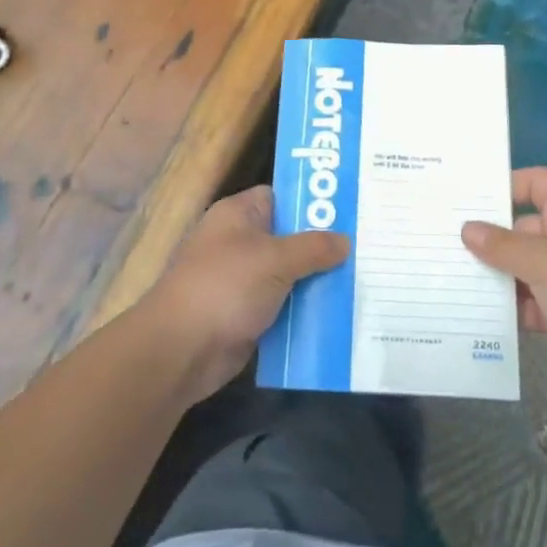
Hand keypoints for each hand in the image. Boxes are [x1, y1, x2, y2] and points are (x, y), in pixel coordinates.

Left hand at [141, 185, 348, 402]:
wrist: (181, 350)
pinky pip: (283, 306)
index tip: (351, 210)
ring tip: (362, 280)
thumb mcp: (276, 259)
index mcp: (239, 214)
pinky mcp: (246, 315)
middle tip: (365, 248)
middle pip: (289, 237)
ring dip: (317, 282)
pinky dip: (304, 311)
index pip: (282, 197)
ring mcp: (242, 281)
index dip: (313, 202)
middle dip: (323, 246)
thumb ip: (314, 247)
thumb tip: (345, 241)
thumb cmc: (225, 287)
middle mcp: (239, 242)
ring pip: (289, 275)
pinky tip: (339, 314)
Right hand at [462, 167, 546, 404]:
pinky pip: (533, 300)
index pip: (536, 183)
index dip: (504, 186)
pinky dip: (512, 307)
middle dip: (490, 239)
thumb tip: (468, 229)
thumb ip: (502, 245)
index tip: (467, 199)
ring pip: (526, 267)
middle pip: (524, 228)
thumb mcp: (544, 261)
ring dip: (498, 276)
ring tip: (452, 278)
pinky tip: (477, 313)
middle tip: (445, 243)